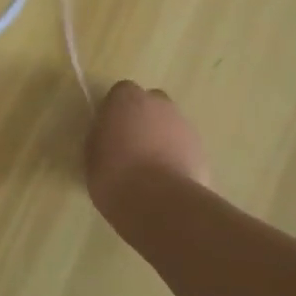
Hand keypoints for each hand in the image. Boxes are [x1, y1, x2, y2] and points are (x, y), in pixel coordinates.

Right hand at [85, 82, 208, 221]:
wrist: (160, 202)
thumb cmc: (114, 175)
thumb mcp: (93, 154)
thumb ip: (103, 136)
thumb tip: (111, 136)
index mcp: (127, 99)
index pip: (122, 92)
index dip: (117, 111)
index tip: (111, 130)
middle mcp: (159, 104)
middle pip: (151, 104)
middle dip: (144, 120)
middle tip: (132, 147)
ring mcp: (184, 126)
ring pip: (171, 126)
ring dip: (163, 139)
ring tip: (151, 170)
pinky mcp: (202, 151)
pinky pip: (185, 149)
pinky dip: (178, 159)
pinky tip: (168, 182)